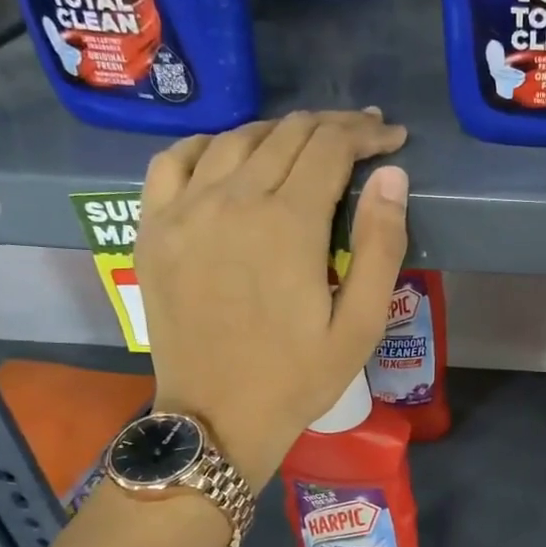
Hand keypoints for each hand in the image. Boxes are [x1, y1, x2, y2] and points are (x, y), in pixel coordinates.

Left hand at [135, 109, 409, 488]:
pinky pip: (174, 160)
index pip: (331, 147)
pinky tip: (230, 158)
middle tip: (362, 137)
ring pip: (235, 138)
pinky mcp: (153, 228)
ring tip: (307, 147)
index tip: (392, 138)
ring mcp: (183, 210)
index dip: (366, 134)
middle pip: (287, 134)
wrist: (216, 418)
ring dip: (279, 133)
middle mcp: (232, 200)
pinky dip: (209, 146)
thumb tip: (392, 177)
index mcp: (287, 224)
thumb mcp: (360, 326)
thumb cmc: (298, 379)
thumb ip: (380, 246)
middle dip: (333, 128)